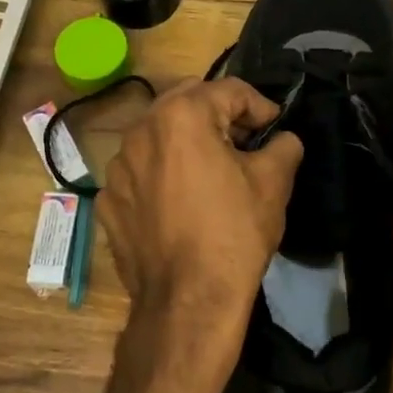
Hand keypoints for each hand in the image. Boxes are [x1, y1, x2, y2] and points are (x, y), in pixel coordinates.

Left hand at [101, 78, 303, 392]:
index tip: (275, 129)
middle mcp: (141, 130)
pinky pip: (141, 172)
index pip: (229, 91)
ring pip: (159, 136)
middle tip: (245, 143)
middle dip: (219, 115)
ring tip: (212, 172)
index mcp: (181, 115)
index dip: (260, 106)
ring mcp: (118, 167)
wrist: (188, 302)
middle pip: (187, 103)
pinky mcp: (109, 200)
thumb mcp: (273, 182)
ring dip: (187, 142)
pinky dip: (162, 175)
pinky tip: (182, 203)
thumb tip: (283, 139)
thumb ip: (283, 145)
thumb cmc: (234, 232)